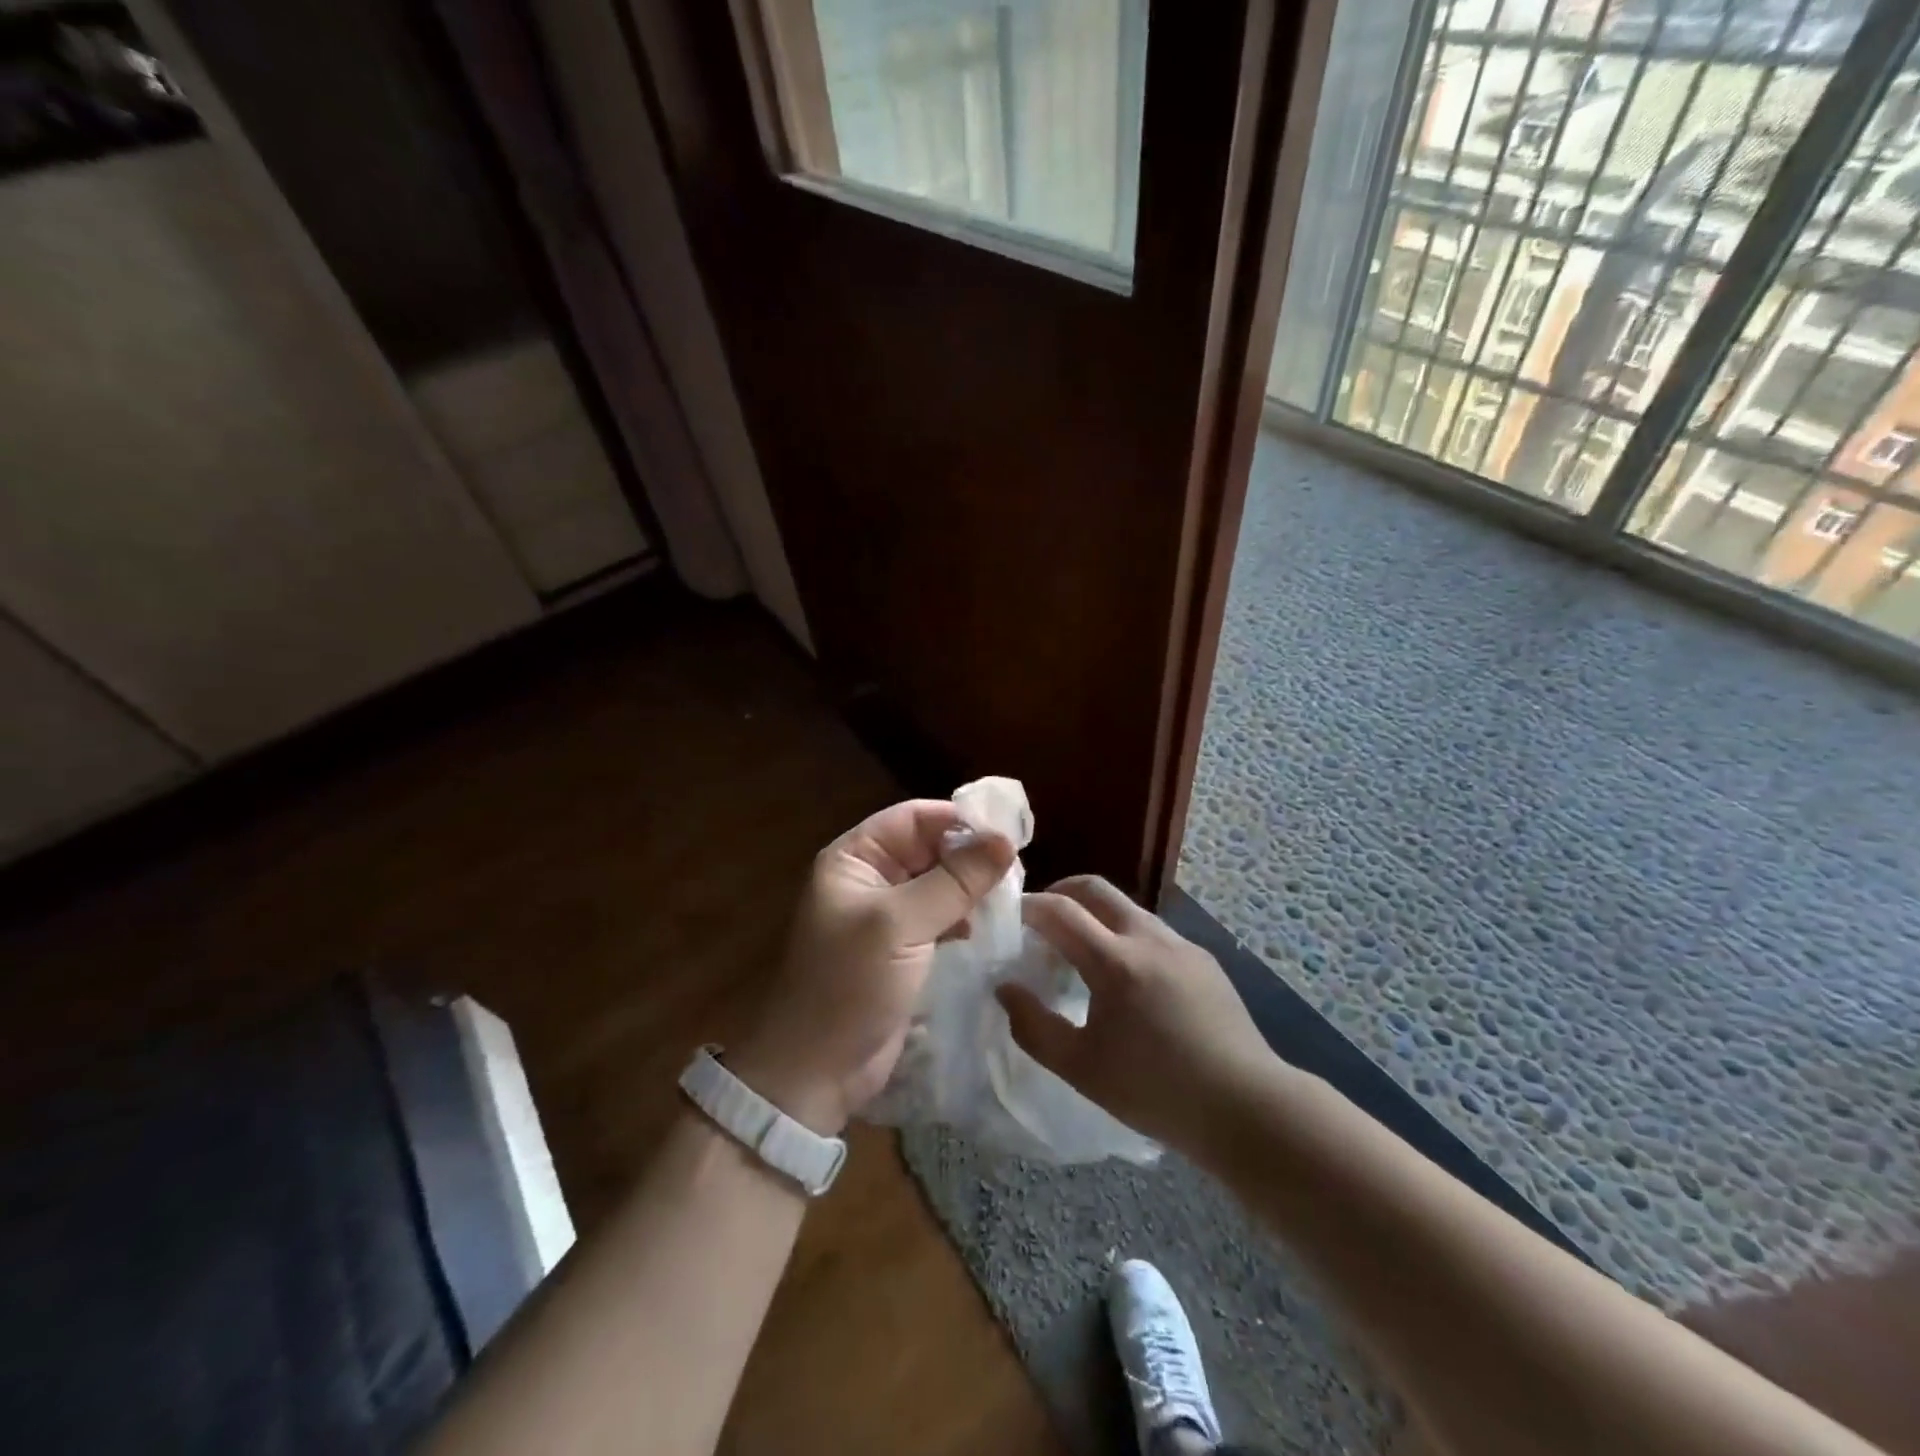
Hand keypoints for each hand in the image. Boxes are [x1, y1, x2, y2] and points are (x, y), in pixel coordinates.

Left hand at [729, 800, 1014, 1134]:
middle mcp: (870, 878)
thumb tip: (1005, 841)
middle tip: (1017, 867)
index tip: (1007, 832)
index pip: (912, 818)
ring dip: (970, 886)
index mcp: (855, 858)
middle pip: (928, 848)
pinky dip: (964, 916)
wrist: (816, 1071)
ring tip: (1010, 895)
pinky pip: (941, 916)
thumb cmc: (849, 984)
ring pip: (939, 883)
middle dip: (968, 854)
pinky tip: (988, 925)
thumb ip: (954, 881)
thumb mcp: (900, 924)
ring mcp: (887, 916)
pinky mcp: (904, 949)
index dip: (957, 819)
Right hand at [997, 876, 1274, 1155]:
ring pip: (1127, 909)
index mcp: (1115, 961)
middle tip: (1041, 919)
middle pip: (1096, 888)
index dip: (1028, 906)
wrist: (1246, 1107)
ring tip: (1081, 954)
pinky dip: (1126, 937)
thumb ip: (1033, 1026)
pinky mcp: (1204, 959)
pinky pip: (1153, 933)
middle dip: (1061, 891)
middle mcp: (1148, 937)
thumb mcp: (1080, 1068)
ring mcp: (1181, 944)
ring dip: (1096, 916)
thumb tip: (1006, 988)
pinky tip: (1128, 980)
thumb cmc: (1155, 1090)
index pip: (1059, 910)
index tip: (1008, 917)